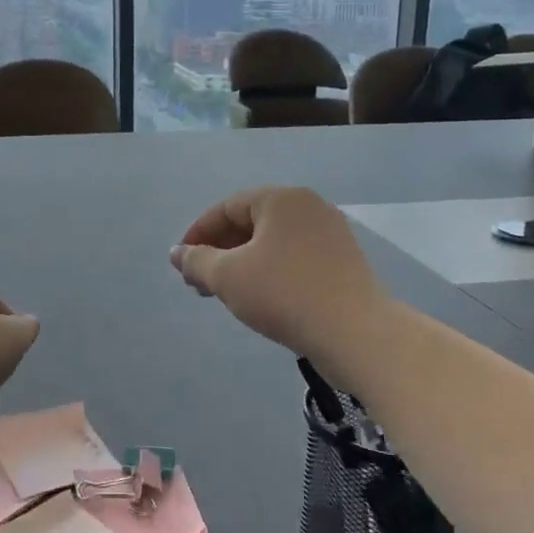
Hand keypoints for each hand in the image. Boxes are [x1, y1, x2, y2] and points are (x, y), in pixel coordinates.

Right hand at [169, 187, 386, 378]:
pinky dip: (268, 272)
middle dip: (219, 252)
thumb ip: (197, 261)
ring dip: (241, 264)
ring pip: (271, 243)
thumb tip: (178, 253)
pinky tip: (258, 298)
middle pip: (250, 223)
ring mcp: (330, 234)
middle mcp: (308, 207)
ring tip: (223, 294)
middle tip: (199, 283)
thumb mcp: (227, 276)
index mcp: (281, 199)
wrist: (355, 333)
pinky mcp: (342, 262)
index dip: (197, 234)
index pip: (226, 207)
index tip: (181, 263)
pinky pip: (293, 258)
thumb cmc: (283, 294)